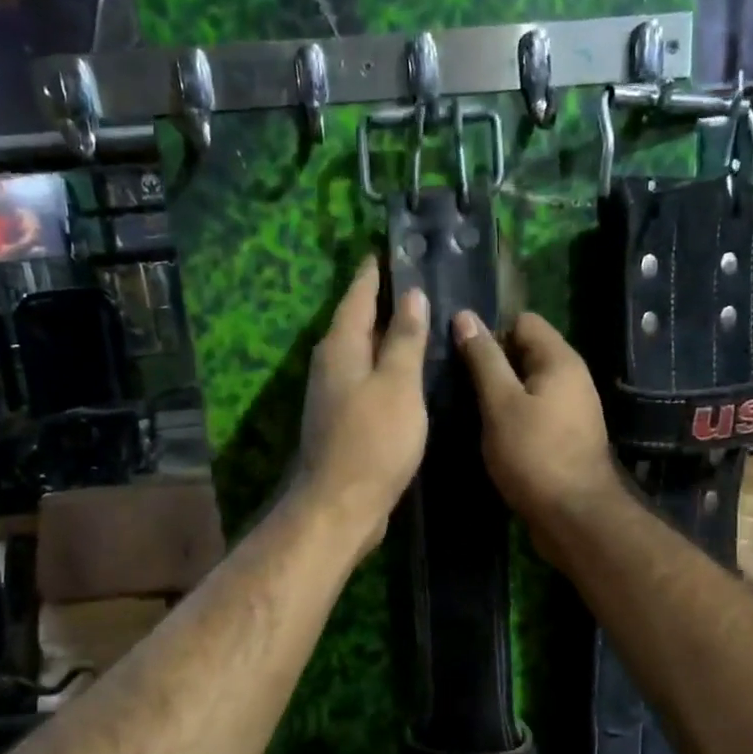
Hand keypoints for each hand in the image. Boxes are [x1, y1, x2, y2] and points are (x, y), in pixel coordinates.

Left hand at [293, 257, 429, 558]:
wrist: (341, 504)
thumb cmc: (373, 440)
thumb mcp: (398, 385)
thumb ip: (405, 340)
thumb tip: (412, 297)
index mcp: (341, 347)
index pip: (358, 295)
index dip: (376, 272)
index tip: (392, 248)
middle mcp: (332, 364)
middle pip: (358, 321)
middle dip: (384, 300)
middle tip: (419, 280)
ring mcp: (334, 393)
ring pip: (363, 352)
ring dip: (387, 335)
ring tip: (421, 320)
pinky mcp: (344, 419)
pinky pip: (368, 379)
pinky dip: (387, 367)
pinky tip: (410, 371)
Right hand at [455, 309, 624, 561]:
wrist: (574, 516)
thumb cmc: (534, 454)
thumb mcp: (500, 403)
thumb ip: (484, 359)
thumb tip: (465, 317)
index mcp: (560, 360)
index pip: (523, 321)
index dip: (491, 332)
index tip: (462, 356)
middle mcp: (571, 378)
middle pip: (525, 352)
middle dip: (492, 363)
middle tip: (456, 382)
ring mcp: (570, 409)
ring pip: (527, 385)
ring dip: (499, 392)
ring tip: (466, 407)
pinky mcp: (564, 436)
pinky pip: (533, 411)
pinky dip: (511, 415)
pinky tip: (488, 431)